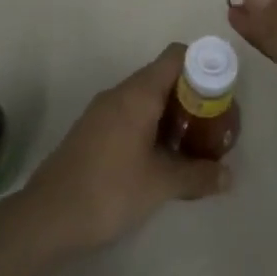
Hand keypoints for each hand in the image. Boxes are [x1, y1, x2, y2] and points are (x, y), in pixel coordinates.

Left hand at [0, 44, 230, 272]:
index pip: (176, 57)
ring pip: (147, 99)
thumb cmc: (109, 191)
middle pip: (164, 77)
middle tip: (215, 125)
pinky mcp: (93, 132)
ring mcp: (103, 112)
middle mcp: (119, 93)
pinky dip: (153, 127)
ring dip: (173, 115)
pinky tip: (163, 159)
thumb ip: (198, 175)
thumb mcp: (160, 184)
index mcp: (137, 94)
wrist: (47, 218)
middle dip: (193, 96)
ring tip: (195, 144)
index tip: (223, 93)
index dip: (203, 66)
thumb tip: (229, 176)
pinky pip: (131, 115)